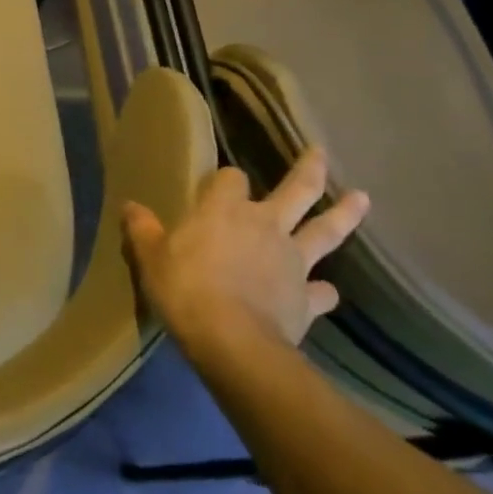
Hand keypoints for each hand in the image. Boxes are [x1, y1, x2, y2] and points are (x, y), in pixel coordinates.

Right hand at [121, 147, 368, 357]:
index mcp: (224, 210)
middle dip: (309, 170)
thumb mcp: (151, 258)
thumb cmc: (186, 289)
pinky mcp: (306, 298)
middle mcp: (265, 225)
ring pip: (325, 231)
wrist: (233, 342)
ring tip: (362, 198)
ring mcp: (292, 261)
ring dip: (345, 214)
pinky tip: (325, 292)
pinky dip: (324, 290)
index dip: (225, 180)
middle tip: (321, 152)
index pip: (230, 178)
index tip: (220, 184)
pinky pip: (322, 291)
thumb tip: (130, 206)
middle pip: (296, 190)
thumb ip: (142, 230)